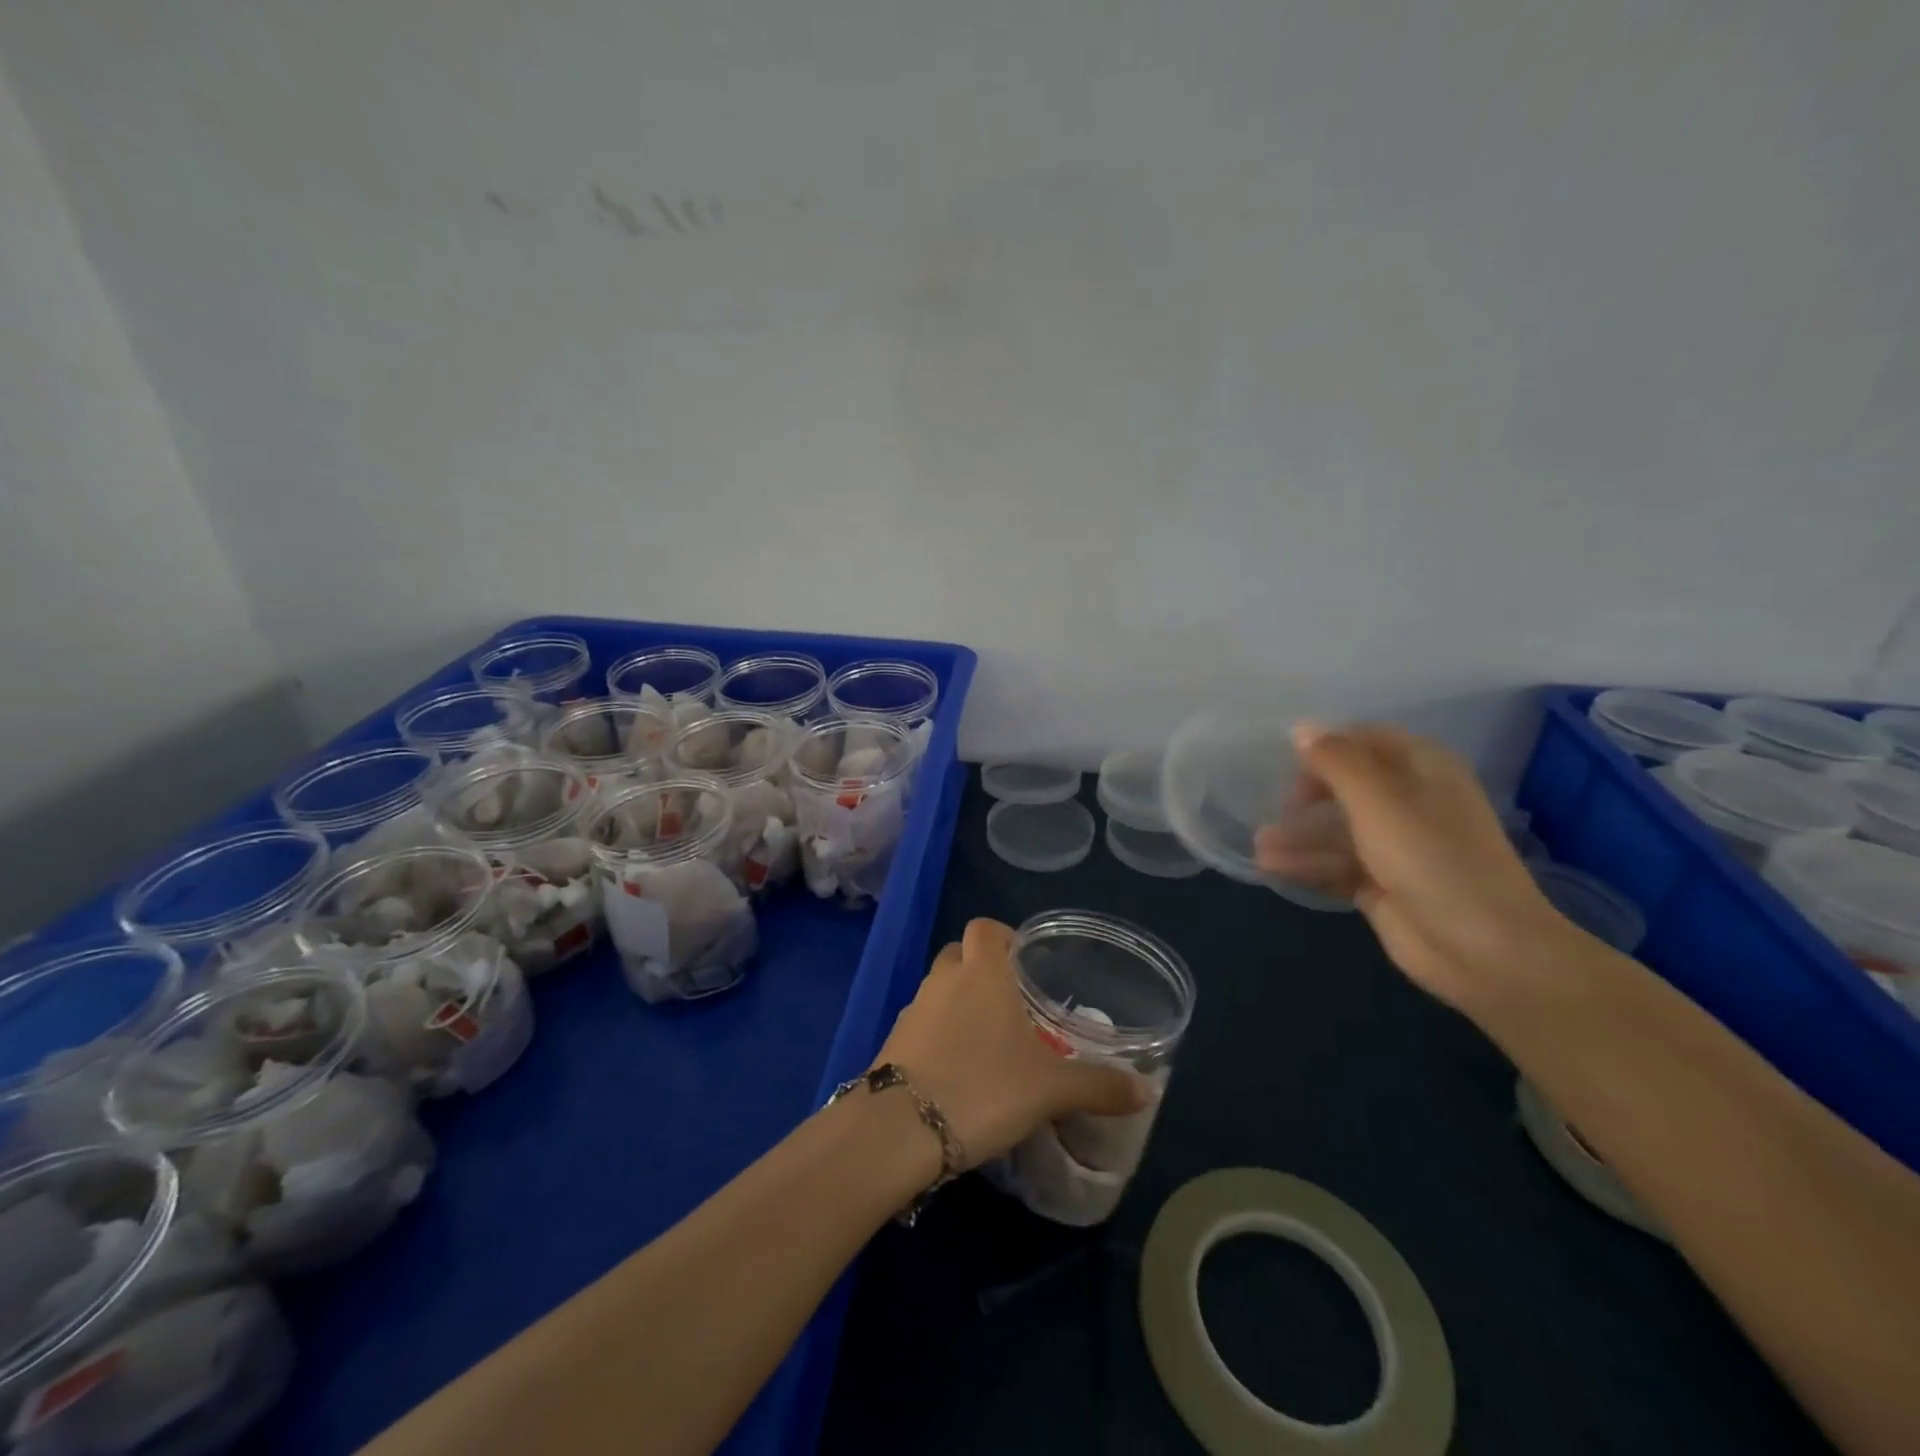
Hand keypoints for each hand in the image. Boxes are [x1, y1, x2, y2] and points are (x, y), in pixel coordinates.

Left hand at [875, 918, 1152, 1167]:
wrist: (901, 1129)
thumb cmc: (982, 1088)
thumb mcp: (1050, 1089)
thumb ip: (1098, 1086)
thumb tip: (1146, 1090)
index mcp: (981, 973)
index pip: (985, 927)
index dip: (1002, 936)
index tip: (1023, 961)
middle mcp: (943, 979)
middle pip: (959, 953)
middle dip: (981, 968)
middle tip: (1009, 1001)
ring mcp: (913, 1009)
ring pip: (939, 988)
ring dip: (958, 1002)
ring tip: (987, 1040)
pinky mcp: (893, 1041)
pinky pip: (922, 1023)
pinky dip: (938, 1033)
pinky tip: (958, 1069)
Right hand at [1255, 722, 1573, 1009]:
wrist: (1483, 949)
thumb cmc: (1432, 860)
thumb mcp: (1379, 801)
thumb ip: (1336, 761)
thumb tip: (1299, 728)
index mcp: (1423, 770)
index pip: (1366, 739)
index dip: (1326, 746)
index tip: (1285, 761)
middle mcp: (1410, 803)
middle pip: (1346, 786)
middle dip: (1306, 797)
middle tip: (1279, 809)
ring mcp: (1396, 846)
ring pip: (1337, 830)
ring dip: (1299, 836)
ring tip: (1261, 847)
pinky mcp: (1382, 884)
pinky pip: (1336, 865)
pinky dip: (1306, 865)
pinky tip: (1272, 868)